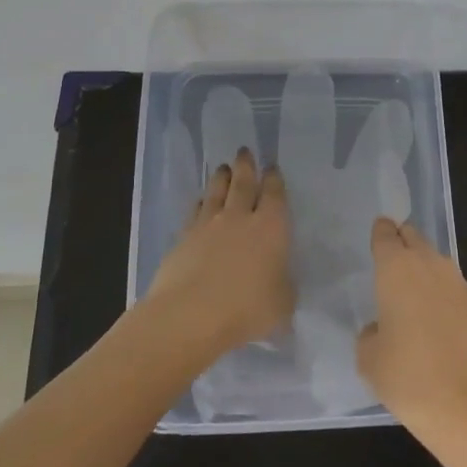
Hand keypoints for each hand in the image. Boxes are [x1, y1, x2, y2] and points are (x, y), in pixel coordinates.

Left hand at [147, 149, 294, 361]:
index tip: (272, 167)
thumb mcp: (282, 304)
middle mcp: (240, 218)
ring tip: (223, 167)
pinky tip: (200, 201)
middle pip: (243, 184)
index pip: (275, 195)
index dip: (274, 179)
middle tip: (244, 151)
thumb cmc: (247, 309)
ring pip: (216, 192)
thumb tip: (278, 280)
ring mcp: (208, 225)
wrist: (190, 315)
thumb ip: (283, 286)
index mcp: (272, 228)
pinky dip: (200, 202)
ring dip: (221, 178)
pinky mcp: (183, 238)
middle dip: (246, 166)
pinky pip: (195, 211)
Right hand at [356, 218, 466, 451]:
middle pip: (414, 239)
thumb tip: (383, 329)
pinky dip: (438, 293)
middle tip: (388, 256)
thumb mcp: (370, 360)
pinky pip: (449, 287)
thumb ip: (370, 335)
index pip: (385, 235)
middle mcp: (429, 265)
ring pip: (434, 262)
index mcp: (396, 268)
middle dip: (402, 242)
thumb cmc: (410, 377)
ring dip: (421, 268)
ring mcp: (458, 285)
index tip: (376, 234)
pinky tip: (429, 316)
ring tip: (406, 289)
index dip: (380, 233)